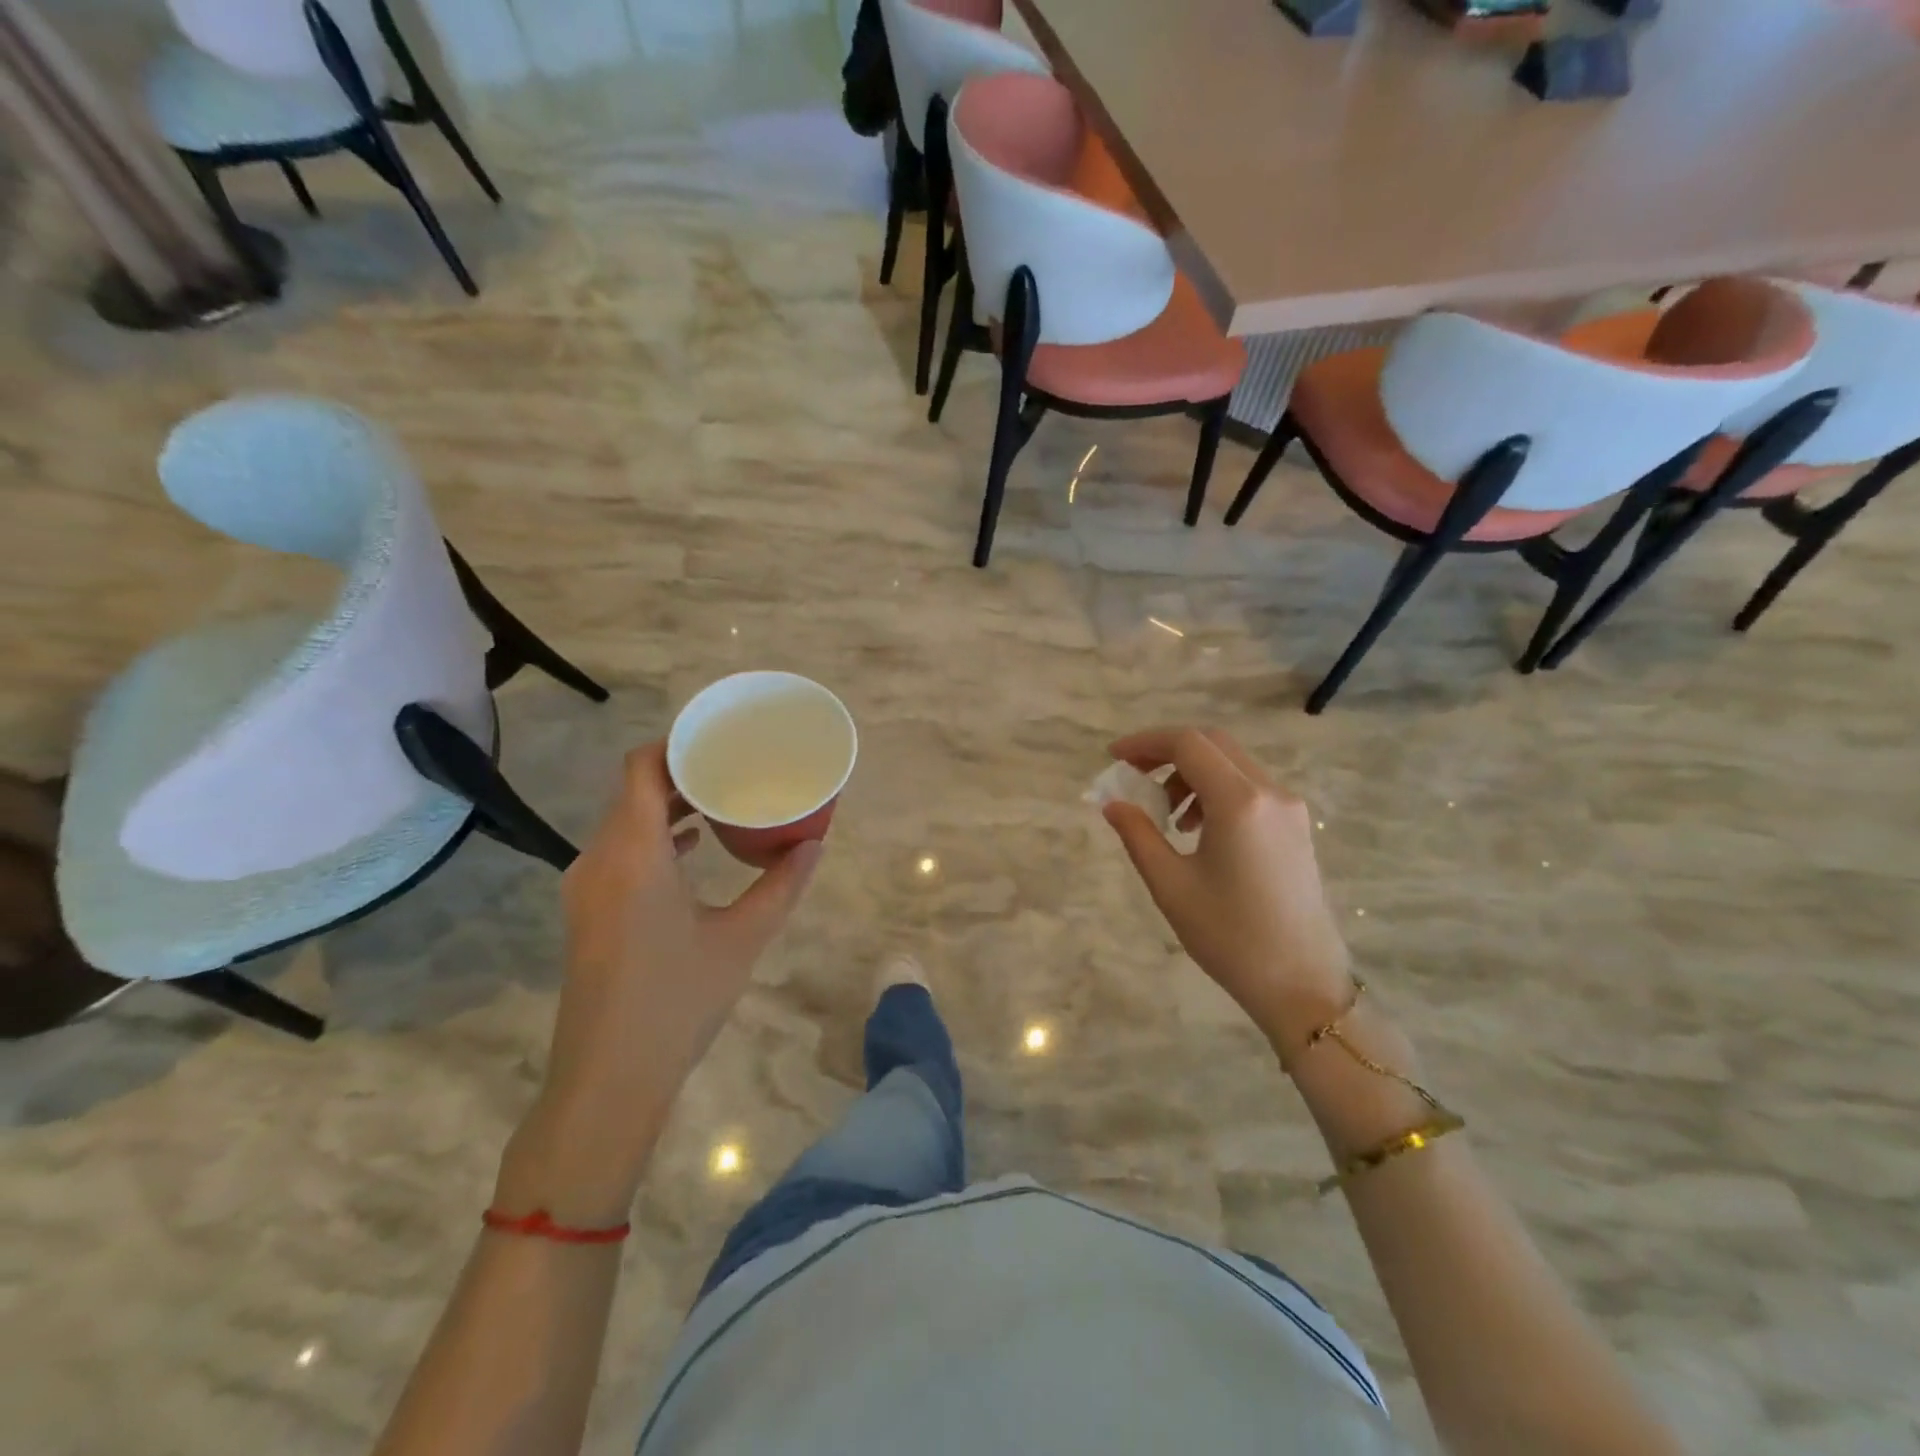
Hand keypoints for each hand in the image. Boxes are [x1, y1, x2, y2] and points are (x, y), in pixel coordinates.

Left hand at [499, 742, 822, 1221]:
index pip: (641, 768)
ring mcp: (587, 887)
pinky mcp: (588, 912)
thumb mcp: (743, 937)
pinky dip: (656, 838)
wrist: (608, 1078)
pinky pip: (620, 852)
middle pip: (634, 790)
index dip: (676, 743)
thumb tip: (816, 843)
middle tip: (734, 765)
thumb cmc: (678, 999)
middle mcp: (599, 859)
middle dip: (682, 772)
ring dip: (669, 806)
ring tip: (721, 799)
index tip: (718, 737)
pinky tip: (694, 849)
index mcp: (634, 852)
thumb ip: (782, 885)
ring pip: (626, 823)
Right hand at [1103, 727, 1352, 1053]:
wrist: (1302, 984)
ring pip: (1233, 764)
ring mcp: (1290, 808)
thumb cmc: (1230, 936)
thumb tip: (1112, 803)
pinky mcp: (1296, 827)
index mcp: (1239, 802)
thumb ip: (1138, 834)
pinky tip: (1198, 830)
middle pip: (1213, 744)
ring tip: (1167, 815)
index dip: (1145, 743)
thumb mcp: (1171, 885)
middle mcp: (1270, 793)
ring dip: (1192, 773)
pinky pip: (1250, 788)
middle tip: (1133, 774)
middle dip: (1167, 751)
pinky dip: (1215, 791)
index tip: (1114, 758)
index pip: (1187, 744)